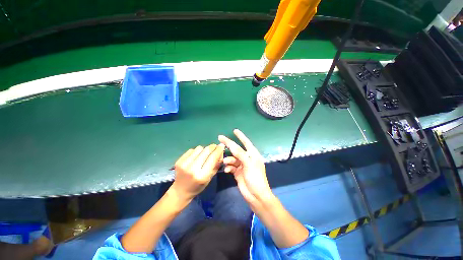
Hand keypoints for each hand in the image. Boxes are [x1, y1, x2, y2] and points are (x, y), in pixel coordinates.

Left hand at [171, 144, 224, 201]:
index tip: (221, 146)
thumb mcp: (210, 178)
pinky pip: (191, 150)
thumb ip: (216, 165)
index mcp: (202, 175)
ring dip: (204, 149)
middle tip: (215, 146)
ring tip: (204, 154)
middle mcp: (193, 169)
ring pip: (199, 148)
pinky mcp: (179, 161)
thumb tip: (220, 152)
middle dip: (212, 147)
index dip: (218, 150)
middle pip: (206, 151)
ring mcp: (184, 164)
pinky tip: (196, 156)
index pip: (213, 158)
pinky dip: (196, 151)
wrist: (180, 191)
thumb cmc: (198, 186)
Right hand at [218, 129, 273, 208]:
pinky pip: (231, 167)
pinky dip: (228, 167)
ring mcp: (242, 165)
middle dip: (229, 145)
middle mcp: (247, 158)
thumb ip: (240, 154)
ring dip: (228, 160)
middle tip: (220, 138)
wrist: (256, 196)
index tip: (235, 130)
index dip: (240, 136)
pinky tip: (226, 170)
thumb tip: (232, 145)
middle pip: (236, 149)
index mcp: (252, 154)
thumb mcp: (249, 164)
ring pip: (232, 159)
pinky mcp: (237, 172)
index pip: (246, 142)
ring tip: (225, 162)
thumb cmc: (255, 178)